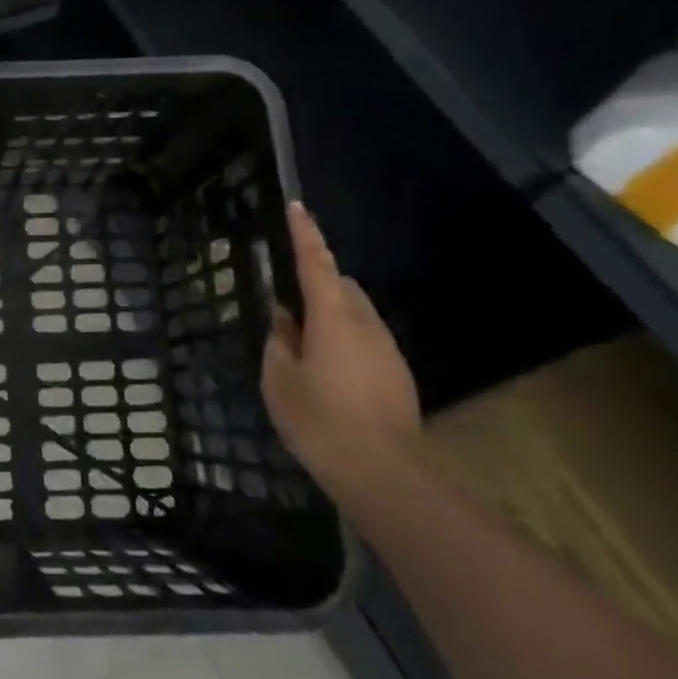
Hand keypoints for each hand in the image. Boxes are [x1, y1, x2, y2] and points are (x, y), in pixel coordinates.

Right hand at [261, 203, 421, 502]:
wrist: (384, 472)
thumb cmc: (319, 419)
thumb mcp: (279, 379)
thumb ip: (280, 341)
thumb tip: (286, 319)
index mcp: (332, 317)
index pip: (316, 264)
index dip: (306, 234)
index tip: (298, 207)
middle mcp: (365, 323)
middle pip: (341, 286)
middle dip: (317, 283)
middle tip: (289, 306)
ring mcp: (387, 348)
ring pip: (356, 314)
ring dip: (332, 315)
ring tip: (305, 345)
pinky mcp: (398, 373)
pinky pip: (366, 339)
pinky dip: (345, 340)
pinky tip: (329, 372)